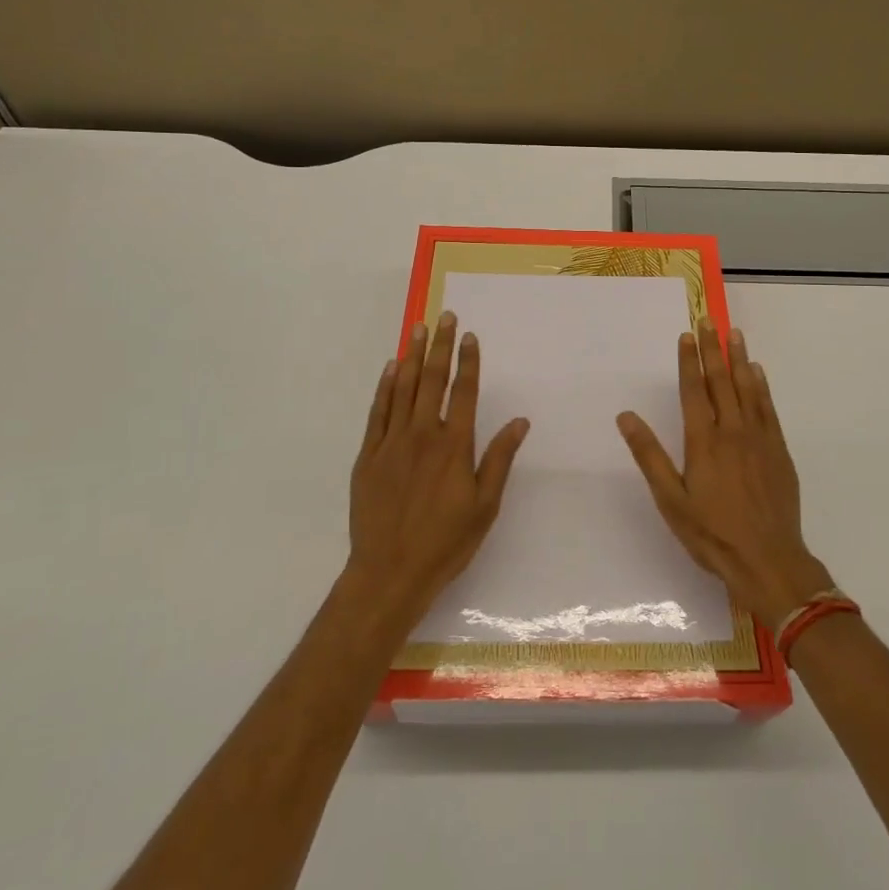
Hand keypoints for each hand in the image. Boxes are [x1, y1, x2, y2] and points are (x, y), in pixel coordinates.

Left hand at [344, 311, 529, 632]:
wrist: (389, 573)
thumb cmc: (445, 542)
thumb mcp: (485, 506)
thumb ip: (500, 459)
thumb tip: (520, 421)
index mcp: (454, 446)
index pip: (464, 392)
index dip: (468, 361)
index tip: (470, 336)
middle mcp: (423, 435)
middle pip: (432, 381)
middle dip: (440, 346)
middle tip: (444, 317)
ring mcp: (392, 443)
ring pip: (403, 389)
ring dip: (412, 356)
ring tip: (418, 329)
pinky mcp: (368, 456)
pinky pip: (377, 412)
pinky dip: (385, 387)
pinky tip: (391, 369)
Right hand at [617, 323, 833, 624]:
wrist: (769, 560)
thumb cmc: (712, 533)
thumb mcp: (671, 500)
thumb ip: (649, 455)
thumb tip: (626, 416)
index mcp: (703, 440)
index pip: (693, 390)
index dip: (689, 360)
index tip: (687, 335)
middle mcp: (732, 430)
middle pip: (721, 380)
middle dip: (713, 349)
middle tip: (709, 320)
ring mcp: (759, 438)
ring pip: (748, 388)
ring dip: (739, 358)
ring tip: (734, 333)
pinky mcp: (778, 450)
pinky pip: (768, 408)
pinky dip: (762, 386)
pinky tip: (758, 372)